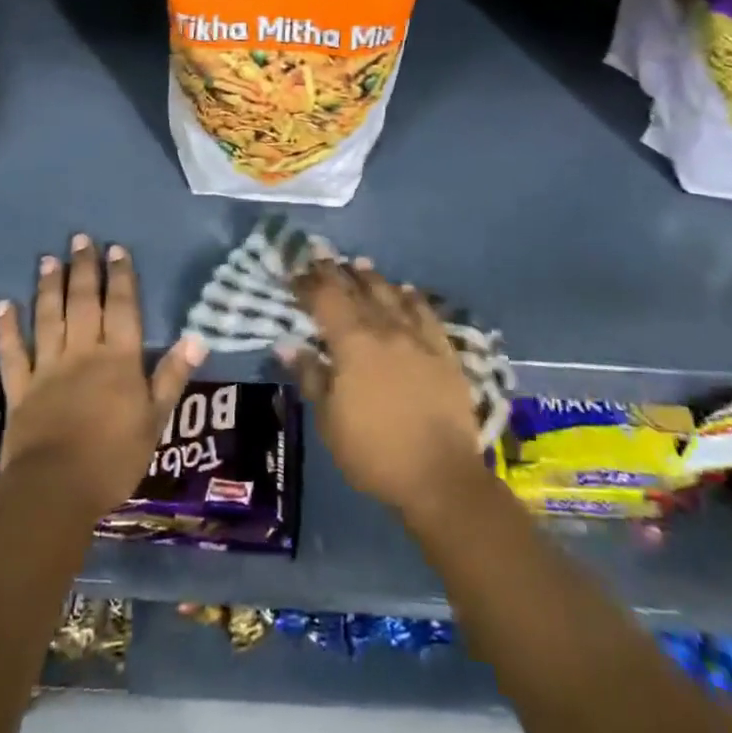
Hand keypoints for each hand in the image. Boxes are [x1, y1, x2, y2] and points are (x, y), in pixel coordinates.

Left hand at [0, 233, 207, 523]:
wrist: (55, 490)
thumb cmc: (113, 458)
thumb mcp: (155, 420)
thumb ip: (172, 376)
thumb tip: (197, 337)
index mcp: (119, 359)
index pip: (122, 307)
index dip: (121, 277)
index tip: (117, 249)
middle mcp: (83, 352)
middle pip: (85, 302)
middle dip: (84, 268)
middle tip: (80, 239)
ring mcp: (48, 368)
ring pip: (49, 317)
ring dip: (49, 286)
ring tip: (49, 259)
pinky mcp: (20, 388)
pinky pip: (12, 352)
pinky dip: (6, 327)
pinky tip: (2, 304)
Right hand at [281, 257, 483, 520]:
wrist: (440, 477)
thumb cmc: (374, 452)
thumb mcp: (329, 421)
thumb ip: (310, 376)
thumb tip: (287, 343)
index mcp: (352, 343)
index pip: (325, 300)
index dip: (307, 283)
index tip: (295, 271)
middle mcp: (384, 329)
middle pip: (357, 290)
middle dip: (336, 271)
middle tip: (322, 255)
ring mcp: (418, 338)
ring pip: (391, 295)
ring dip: (372, 277)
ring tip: (359, 264)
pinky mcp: (444, 352)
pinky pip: (426, 314)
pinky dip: (413, 298)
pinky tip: (406, 290)